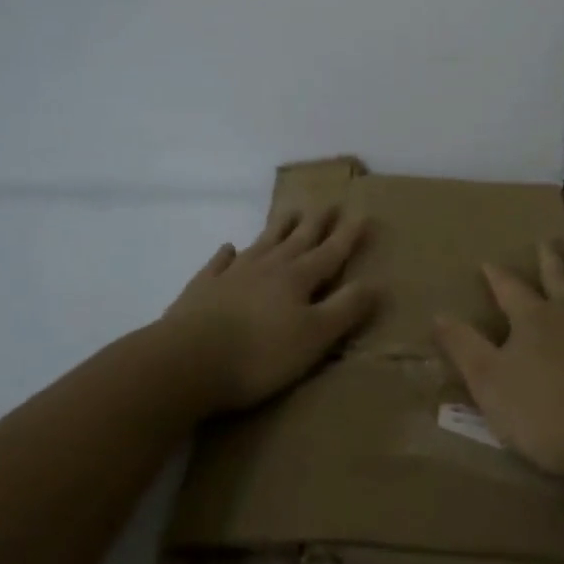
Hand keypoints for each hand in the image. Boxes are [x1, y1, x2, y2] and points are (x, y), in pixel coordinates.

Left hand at [163, 207, 375, 412]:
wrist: (186, 360)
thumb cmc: (259, 354)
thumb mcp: (314, 337)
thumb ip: (345, 309)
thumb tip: (376, 283)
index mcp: (298, 279)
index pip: (331, 252)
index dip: (348, 235)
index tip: (362, 213)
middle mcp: (269, 267)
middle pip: (298, 239)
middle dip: (317, 223)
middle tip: (329, 203)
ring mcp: (233, 274)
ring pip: (263, 243)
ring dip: (279, 228)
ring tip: (291, 212)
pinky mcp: (203, 288)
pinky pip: (219, 263)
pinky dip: (227, 254)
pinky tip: (229, 248)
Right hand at [434, 242, 563, 487]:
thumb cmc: (550, 416)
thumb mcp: (490, 385)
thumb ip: (464, 348)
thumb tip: (437, 313)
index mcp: (533, 319)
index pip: (509, 289)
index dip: (497, 276)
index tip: (488, 261)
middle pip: (559, 277)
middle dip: (550, 258)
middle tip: (547, 240)